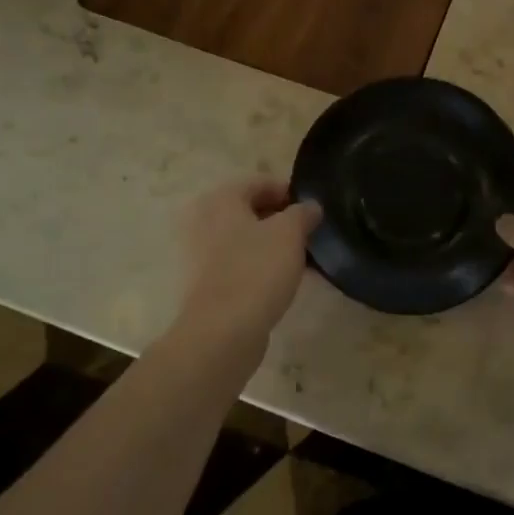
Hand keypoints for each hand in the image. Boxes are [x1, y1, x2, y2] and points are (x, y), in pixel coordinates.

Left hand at [173, 178, 320, 354]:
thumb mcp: (290, 233)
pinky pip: (238, 263)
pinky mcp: (204, 283)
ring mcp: (199, 254)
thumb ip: (303, 213)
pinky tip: (282, 280)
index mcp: (220, 199)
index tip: (313, 210)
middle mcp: (203, 220)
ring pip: (244, 239)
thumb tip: (310, 207)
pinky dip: (259, 266)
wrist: (222, 332)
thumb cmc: (256, 270)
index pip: (260, 182)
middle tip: (309, 234)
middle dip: (281, 220)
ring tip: (300, 259)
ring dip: (272, 245)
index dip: (290, 192)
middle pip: (250, 211)